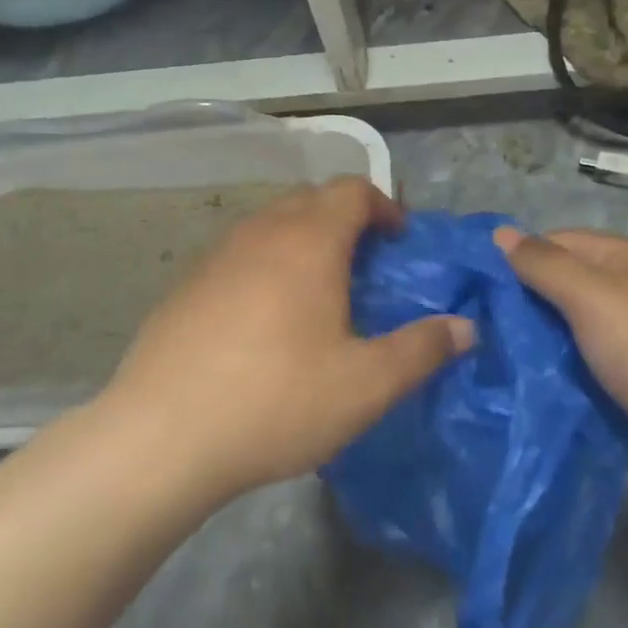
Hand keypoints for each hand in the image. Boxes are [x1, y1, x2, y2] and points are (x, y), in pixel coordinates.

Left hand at [97, 179, 473, 497]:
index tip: (400, 240)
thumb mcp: (366, 385)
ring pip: (270, 225)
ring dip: (302, 241)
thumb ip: (422, 350)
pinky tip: (265, 322)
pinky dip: (266, 266)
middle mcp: (260, 233)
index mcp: (308, 242)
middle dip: (345, 220)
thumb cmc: (277, 401)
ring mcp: (216, 257)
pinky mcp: (186, 287)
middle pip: (310, 200)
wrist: (162, 436)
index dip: (383, 205)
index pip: (351, 190)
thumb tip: (466, 328)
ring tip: (319, 292)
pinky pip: (239, 256)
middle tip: (366, 266)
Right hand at [495, 227, 627, 507]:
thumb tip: (499, 234)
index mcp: (623, 261)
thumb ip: (545, 266)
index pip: (553, 244)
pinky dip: (554, 379)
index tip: (469, 288)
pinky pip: (580, 372)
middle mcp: (627, 294)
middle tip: (469, 329)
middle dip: (518, 307)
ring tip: (483, 361)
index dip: (513, 260)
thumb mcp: (594, 298)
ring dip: (533, 347)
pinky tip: (519, 390)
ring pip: (566, 335)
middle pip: (558, 289)